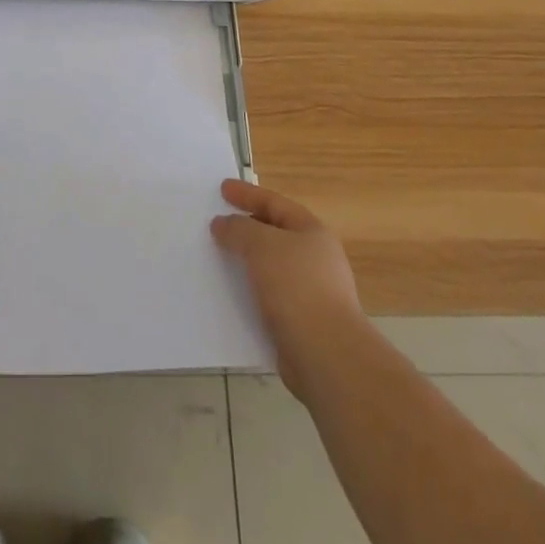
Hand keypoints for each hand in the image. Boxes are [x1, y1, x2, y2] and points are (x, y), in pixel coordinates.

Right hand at [211, 179, 363, 390]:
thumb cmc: (296, 287)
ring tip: (219, 257)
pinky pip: (269, 295)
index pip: (275, 203)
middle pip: (275, 233)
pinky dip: (250, 290)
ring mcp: (311, 291)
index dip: (247, 194)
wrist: (326, 354)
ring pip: (271, 266)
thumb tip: (223, 223)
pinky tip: (231, 293)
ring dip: (246, 260)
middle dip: (247, 226)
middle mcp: (315, 258)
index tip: (222, 189)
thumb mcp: (261, 245)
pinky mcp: (302, 321)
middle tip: (219, 221)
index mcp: (312, 232)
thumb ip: (239, 229)